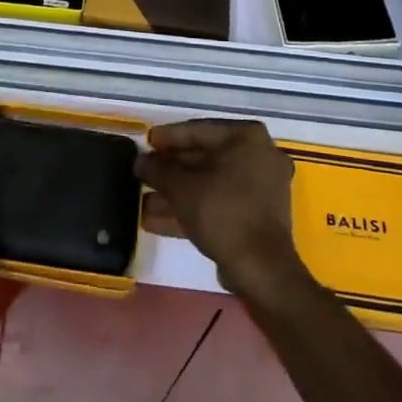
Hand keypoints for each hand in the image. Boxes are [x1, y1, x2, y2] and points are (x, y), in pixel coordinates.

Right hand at [136, 120, 304, 301]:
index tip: (146, 142)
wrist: (261, 270)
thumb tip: (140, 160)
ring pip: (210, 183)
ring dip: (176, 193)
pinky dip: (192, 208)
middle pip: (204, 157)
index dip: (167, 137)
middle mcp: (259, 156)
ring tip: (141, 200)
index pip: (198, 130)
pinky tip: (155, 220)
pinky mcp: (257, 215)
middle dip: (170, 170)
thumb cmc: (223, 213)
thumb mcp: (182, 188)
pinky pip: (219, 203)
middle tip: (143, 172)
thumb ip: (158, 169)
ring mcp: (261, 187)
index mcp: (247, 137)